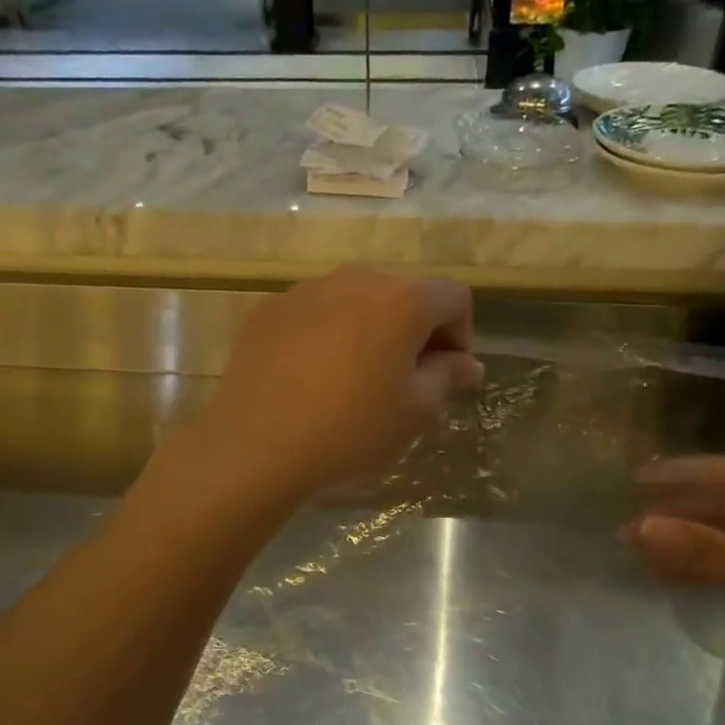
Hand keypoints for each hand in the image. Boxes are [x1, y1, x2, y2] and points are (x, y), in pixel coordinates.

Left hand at [192, 266, 480, 501]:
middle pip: (405, 292)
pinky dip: (329, 334)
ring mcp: (307, 290)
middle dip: (416, 329)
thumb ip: (448, 376)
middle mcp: (357, 279)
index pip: (454, 298)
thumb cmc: (351, 429)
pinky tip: (314, 376)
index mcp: (402, 298)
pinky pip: (316, 312)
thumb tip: (467, 364)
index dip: (461, 335)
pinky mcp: (270, 309)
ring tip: (358, 377)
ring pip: (357, 300)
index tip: (447, 376)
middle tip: (406, 378)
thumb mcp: (415, 411)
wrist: (257, 445)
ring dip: (371, 329)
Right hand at [628, 455, 724, 724]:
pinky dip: (693, 570)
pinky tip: (660, 576)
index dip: (688, 473)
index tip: (639, 481)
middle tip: (625, 528)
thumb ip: (708, 550)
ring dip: (678, 544)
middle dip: (675, 514)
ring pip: (721, 540)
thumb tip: (642, 526)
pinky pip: (724, 569)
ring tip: (631, 552)